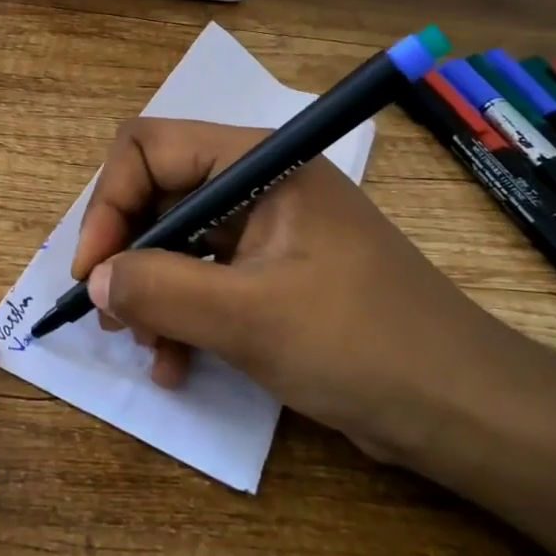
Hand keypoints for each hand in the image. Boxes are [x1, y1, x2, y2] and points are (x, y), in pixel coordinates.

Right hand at [70, 117, 509, 463]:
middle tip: (109, 315)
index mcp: (260, 164)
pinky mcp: (273, 274)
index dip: (109, 203)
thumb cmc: (360, 344)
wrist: (462, 408)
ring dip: (150, 294)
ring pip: (175, 244)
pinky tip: (175, 365)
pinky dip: (180, 317)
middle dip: (128, 256)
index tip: (93, 271)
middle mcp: (259, 184)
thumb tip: (94, 281)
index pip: (149, 148)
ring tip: (146, 349)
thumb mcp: (248, 317)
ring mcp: (266, 231)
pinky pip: (203, 280)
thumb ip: (159, 291)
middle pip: (158, 196)